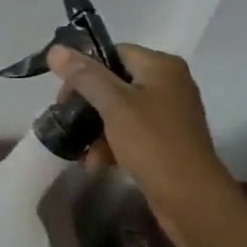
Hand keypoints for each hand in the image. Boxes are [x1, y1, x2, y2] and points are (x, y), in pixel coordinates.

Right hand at [47, 43, 234, 246]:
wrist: (190, 197)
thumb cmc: (152, 142)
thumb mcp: (114, 105)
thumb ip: (84, 76)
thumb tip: (56, 50)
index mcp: (161, 66)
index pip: (114, 53)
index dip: (85, 70)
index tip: (64, 96)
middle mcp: (169, 84)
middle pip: (115, 83)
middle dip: (88, 107)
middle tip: (68, 124)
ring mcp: (170, 114)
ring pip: (120, 112)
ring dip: (97, 131)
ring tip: (83, 154)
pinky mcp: (167, 141)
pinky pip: (132, 134)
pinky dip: (113, 146)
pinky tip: (98, 164)